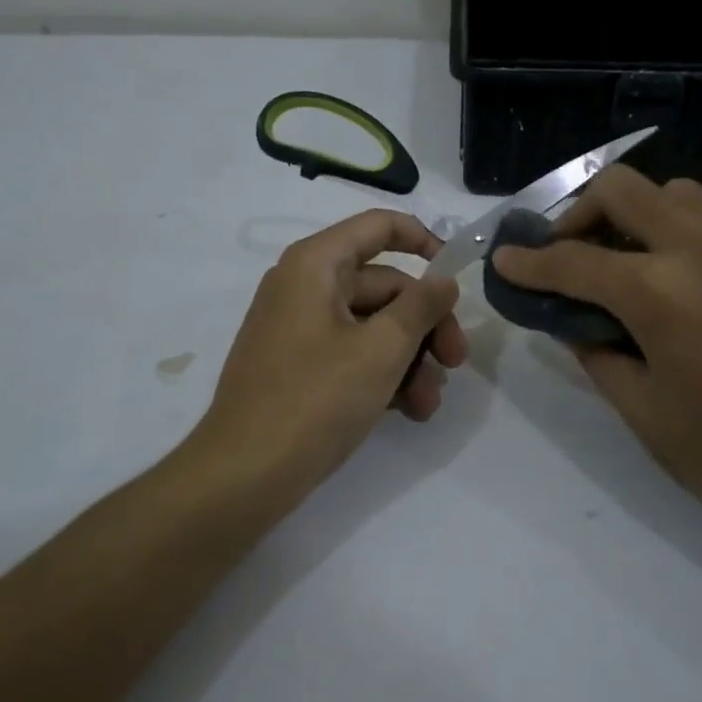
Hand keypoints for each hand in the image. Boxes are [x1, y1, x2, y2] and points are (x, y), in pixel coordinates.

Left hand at [189, 210, 467, 503]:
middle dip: (425, 325)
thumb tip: (445, 279)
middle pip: (383, 285)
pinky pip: (350, 352)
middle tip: (456, 363)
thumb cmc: (315, 400)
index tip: (458, 276)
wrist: (244, 475)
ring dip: (409, 359)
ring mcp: (297, 327)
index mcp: (316, 264)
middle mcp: (303, 285)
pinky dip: (381, 374)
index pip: (379, 226)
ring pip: (371, 325)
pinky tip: (407, 411)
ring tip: (428, 404)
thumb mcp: (381, 350)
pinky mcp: (297, 365)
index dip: (425, 241)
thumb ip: (421, 306)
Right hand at [490, 168, 701, 529]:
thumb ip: (598, 355)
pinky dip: (685, 233)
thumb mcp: (646, 411)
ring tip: (631, 258)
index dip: (529, 261)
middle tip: (570, 252)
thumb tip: (575, 323)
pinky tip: (688, 280)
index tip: (505, 259)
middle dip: (580, 212)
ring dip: (638, 213)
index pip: (574, 261)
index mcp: (660, 294)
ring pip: (678, 193)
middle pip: (624, 189)